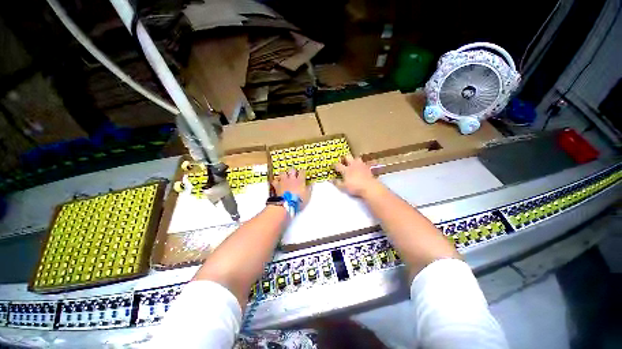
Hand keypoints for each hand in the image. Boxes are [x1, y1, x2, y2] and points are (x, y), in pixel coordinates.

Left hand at [272, 168, 310, 209]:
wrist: (287, 204)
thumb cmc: (298, 201)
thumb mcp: (307, 196)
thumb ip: (309, 188)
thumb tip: (312, 184)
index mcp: (300, 180)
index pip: (302, 172)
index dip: (303, 171)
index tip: (303, 172)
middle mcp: (291, 179)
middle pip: (292, 170)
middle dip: (293, 171)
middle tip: (294, 174)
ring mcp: (283, 182)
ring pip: (283, 173)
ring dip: (284, 174)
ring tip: (285, 176)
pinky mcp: (277, 186)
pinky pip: (275, 181)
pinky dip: (276, 181)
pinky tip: (277, 182)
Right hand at [334, 155, 381, 197]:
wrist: (369, 187)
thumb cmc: (355, 187)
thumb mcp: (343, 187)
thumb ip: (337, 183)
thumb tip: (331, 179)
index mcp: (346, 169)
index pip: (338, 165)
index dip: (334, 165)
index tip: (333, 165)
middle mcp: (353, 165)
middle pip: (347, 157)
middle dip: (345, 158)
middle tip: (343, 161)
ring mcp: (361, 165)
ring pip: (357, 158)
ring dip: (354, 160)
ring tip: (353, 163)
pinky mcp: (368, 167)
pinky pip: (364, 163)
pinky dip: (361, 165)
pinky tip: (362, 168)